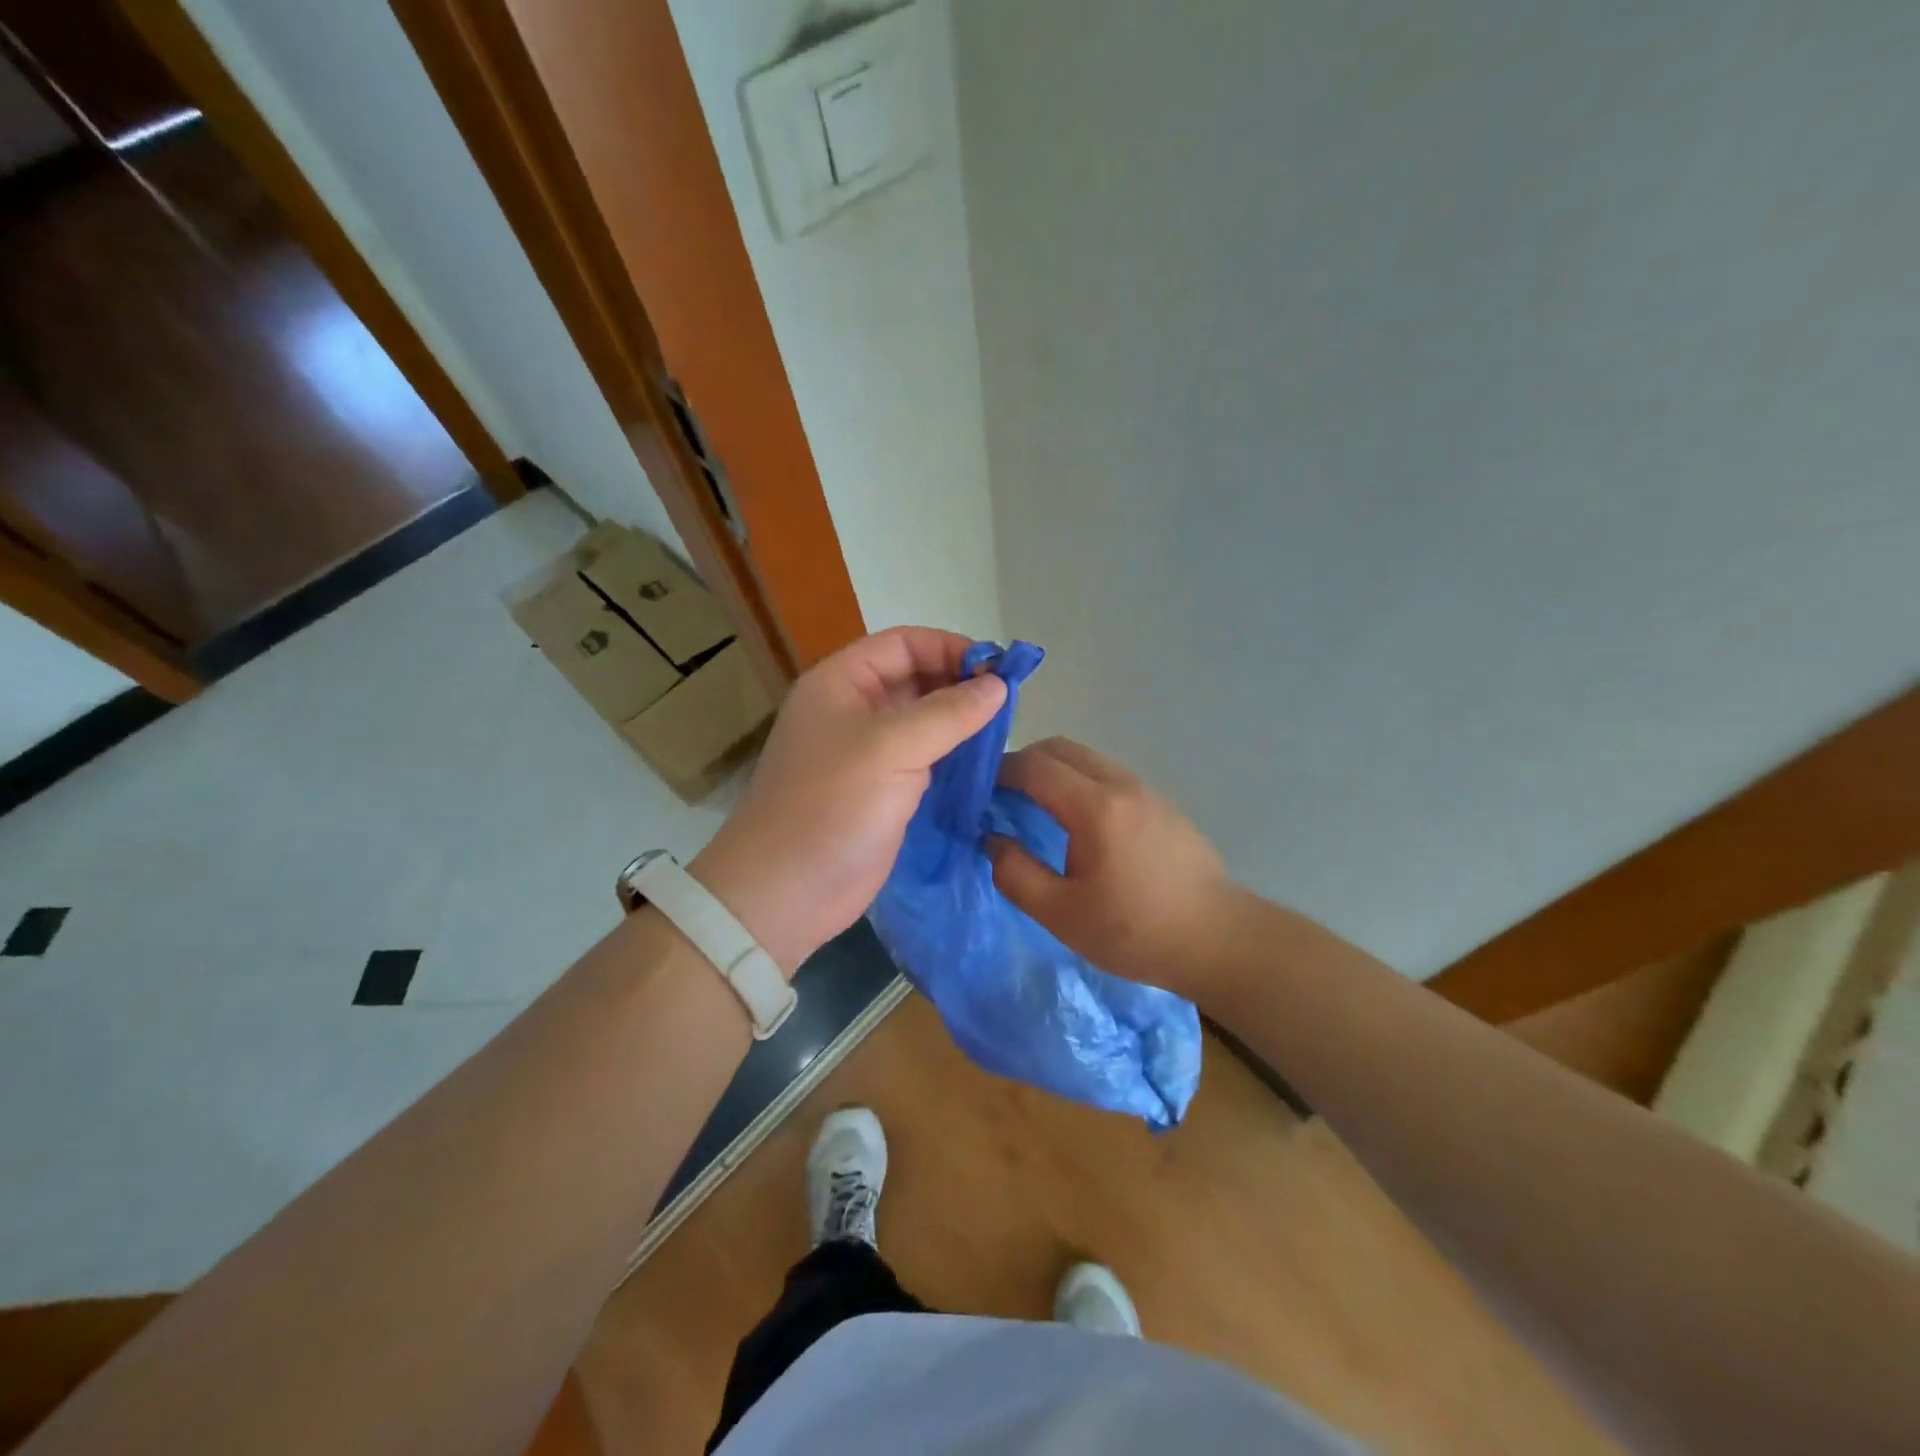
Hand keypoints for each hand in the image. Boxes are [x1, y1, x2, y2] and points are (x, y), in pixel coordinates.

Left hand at [690, 627, 1006, 973]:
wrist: (786, 893)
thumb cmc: (832, 806)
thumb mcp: (892, 748)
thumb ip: (949, 712)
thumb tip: (998, 684)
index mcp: (841, 683)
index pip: (903, 644)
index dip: (950, 648)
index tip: (998, 668)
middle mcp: (853, 709)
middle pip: (914, 677)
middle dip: (959, 683)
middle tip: (1008, 702)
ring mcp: (867, 752)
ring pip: (922, 719)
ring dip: (960, 720)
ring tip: (1004, 729)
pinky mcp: (881, 789)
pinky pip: (924, 757)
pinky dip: (953, 754)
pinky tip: (984, 761)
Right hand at [989, 737, 1235, 999]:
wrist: (1218, 939)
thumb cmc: (1135, 931)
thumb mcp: (1061, 915)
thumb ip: (1015, 873)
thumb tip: (990, 839)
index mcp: (1095, 808)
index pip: (1035, 766)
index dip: (1000, 771)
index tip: (978, 790)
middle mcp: (1121, 785)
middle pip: (1062, 749)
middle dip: (1025, 762)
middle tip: (1002, 795)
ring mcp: (1146, 790)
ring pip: (1088, 758)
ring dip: (1055, 770)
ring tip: (1036, 806)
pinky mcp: (1162, 804)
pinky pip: (1109, 774)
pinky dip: (1081, 781)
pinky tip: (1078, 822)